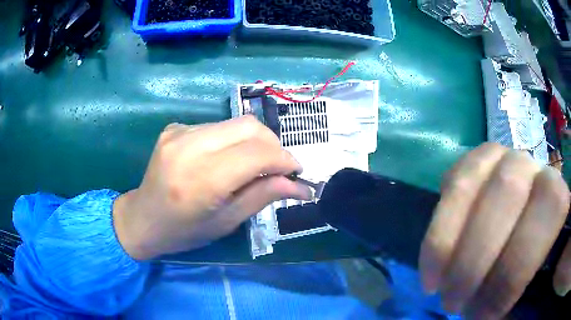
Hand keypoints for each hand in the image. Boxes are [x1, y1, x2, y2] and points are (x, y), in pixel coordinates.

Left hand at [112, 116, 311, 259]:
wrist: (143, 218)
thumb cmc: (184, 231)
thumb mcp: (227, 222)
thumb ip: (263, 196)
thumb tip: (300, 186)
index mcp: (201, 179)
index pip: (257, 153)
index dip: (284, 159)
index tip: (296, 171)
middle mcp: (188, 146)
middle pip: (249, 126)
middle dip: (272, 144)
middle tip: (277, 167)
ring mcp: (179, 132)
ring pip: (235, 123)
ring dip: (253, 142)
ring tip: (252, 165)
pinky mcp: (175, 127)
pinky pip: (216, 127)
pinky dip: (231, 141)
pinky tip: (224, 159)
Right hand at [419, 143, 570, 318]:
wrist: (522, 233)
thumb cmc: (536, 265)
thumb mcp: (548, 274)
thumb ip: (551, 275)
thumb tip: (533, 298)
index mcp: (559, 191)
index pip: (551, 207)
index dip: (517, 266)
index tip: (487, 315)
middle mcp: (534, 163)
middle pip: (507, 191)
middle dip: (476, 260)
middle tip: (456, 306)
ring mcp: (502, 157)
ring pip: (471, 184)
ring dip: (449, 245)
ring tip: (439, 287)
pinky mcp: (475, 164)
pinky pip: (453, 182)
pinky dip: (439, 228)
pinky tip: (433, 263)